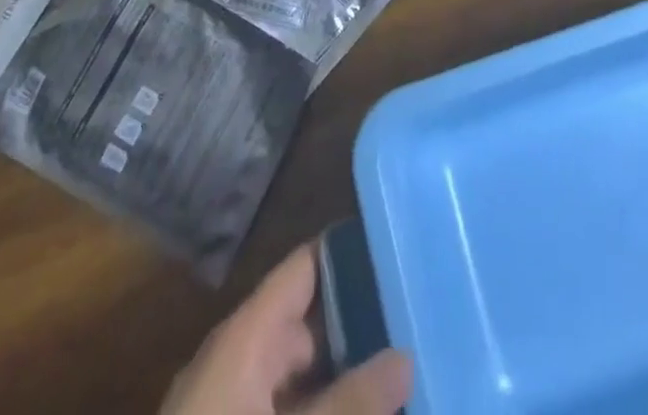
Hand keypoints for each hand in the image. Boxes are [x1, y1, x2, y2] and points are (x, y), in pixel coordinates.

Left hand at [160, 245, 411, 414]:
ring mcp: (232, 403)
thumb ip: (350, 402)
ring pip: (301, 374)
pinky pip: (286, 406)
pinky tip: (361, 412)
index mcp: (246, 335)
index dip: (349, 253)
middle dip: (358, 325)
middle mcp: (239, 358)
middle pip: (308, 322)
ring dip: (342, 376)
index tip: (397, 248)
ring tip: (401, 374)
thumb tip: (405, 357)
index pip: (305, 266)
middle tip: (414, 323)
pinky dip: (321, 406)